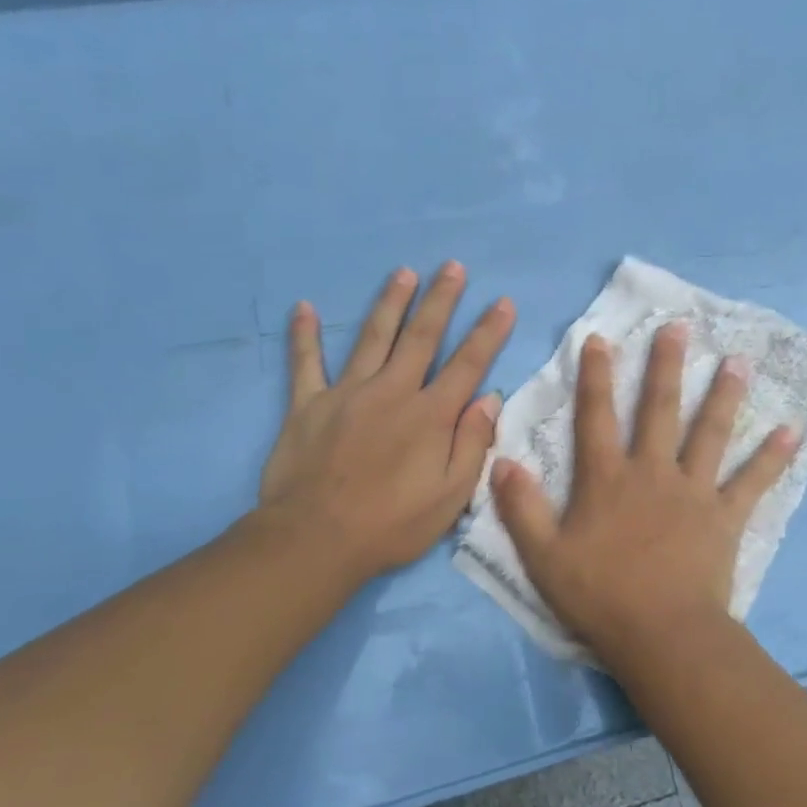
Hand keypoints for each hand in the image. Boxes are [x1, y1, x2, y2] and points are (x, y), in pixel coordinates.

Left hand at [249, 263, 514, 587]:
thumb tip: (490, 399)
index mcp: (430, 415)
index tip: (503, 302)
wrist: (317, 539)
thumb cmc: (392, 524)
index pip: (468, 364)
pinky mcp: (307, 405)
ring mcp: (347, 393)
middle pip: (421, 336)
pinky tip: (303, 307)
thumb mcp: (451, 496)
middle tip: (452, 267)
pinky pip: (305, 363)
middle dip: (440, 300)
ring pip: (372, 337)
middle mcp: (392, 391)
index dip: (489, 332)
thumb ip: (472, 444)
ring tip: (403, 273)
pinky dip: (304, 336)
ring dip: (390, 303)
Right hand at [491, 322, 798, 662]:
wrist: (662, 634)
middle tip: (679, 328)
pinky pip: (753, 481)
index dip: (596, 377)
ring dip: (724, 395)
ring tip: (738, 361)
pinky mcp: (725, 516)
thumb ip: (522, 508)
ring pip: (710, 434)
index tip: (601, 339)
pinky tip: (792, 430)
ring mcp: (694, 491)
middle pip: (660, 410)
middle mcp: (652, 473)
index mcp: (607, 479)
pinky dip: (773, 457)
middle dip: (666, 366)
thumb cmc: (600, 596)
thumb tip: (502, 461)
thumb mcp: (544, 556)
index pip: (597, 417)